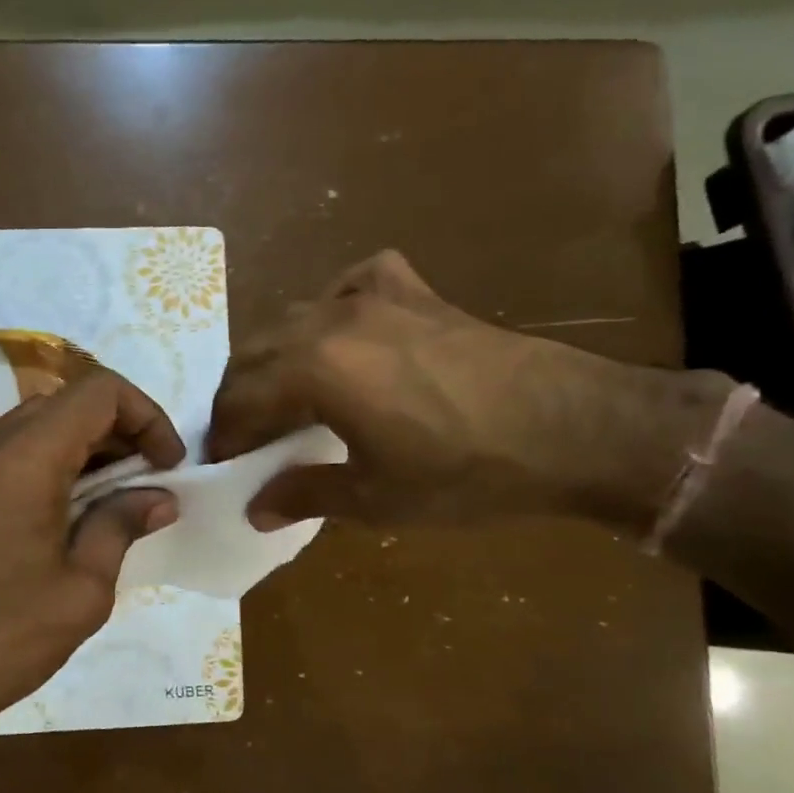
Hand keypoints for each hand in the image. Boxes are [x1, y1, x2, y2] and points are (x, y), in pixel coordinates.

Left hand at [0, 372, 184, 727]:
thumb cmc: (0, 639)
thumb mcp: (82, 591)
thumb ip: (121, 527)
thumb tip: (159, 497)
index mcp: (24, 457)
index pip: (100, 392)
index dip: (147, 416)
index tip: (166, 464)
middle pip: (67, 404)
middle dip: (119, 433)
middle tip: (146, 484)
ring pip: (35, 424)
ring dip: (81, 447)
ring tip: (108, 499)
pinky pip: (4, 449)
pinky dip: (44, 461)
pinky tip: (59, 510)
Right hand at [207, 250, 726, 531]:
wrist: (572, 427)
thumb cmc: (465, 471)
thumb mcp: (375, 499)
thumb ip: (305, 495)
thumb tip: (255, 507)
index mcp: (314, 369)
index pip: (240, 399)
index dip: (223, 434)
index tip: (221, 462)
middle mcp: (330, 319)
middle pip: (255, 353)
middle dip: (239, 396)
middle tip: (245, 436)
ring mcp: (374, 295)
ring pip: (294, 319)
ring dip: (276, 358)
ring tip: (284, 395)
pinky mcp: (413, 290)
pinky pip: (351, 285)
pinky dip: (332, 310)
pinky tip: (344, 334)